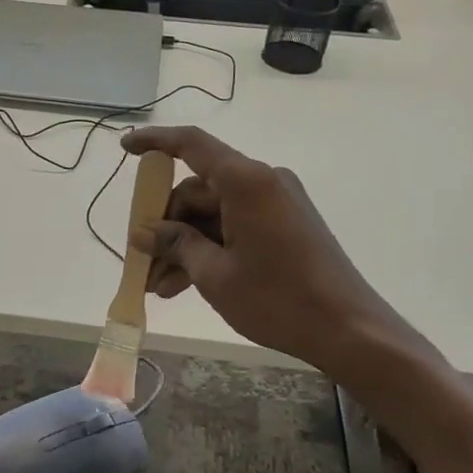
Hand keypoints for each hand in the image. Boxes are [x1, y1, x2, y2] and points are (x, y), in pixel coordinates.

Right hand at [121, 124, 423, 370]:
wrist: (348, 330)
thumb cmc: (277, 298)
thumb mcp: (215, 274)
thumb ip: (176, 244)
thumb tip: (144, 232)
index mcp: (246, 181)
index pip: (191, 145)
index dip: (154, 142)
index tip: (124, 147)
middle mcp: (262, 181)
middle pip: (198, 190)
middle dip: (166, 226)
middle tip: (143, 264)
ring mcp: (276, 203)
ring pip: (213, 214)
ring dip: (185, 245)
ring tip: (160, 287)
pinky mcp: (284, 224)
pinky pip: (234, 226)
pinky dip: (210, 249)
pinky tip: (185, 284)